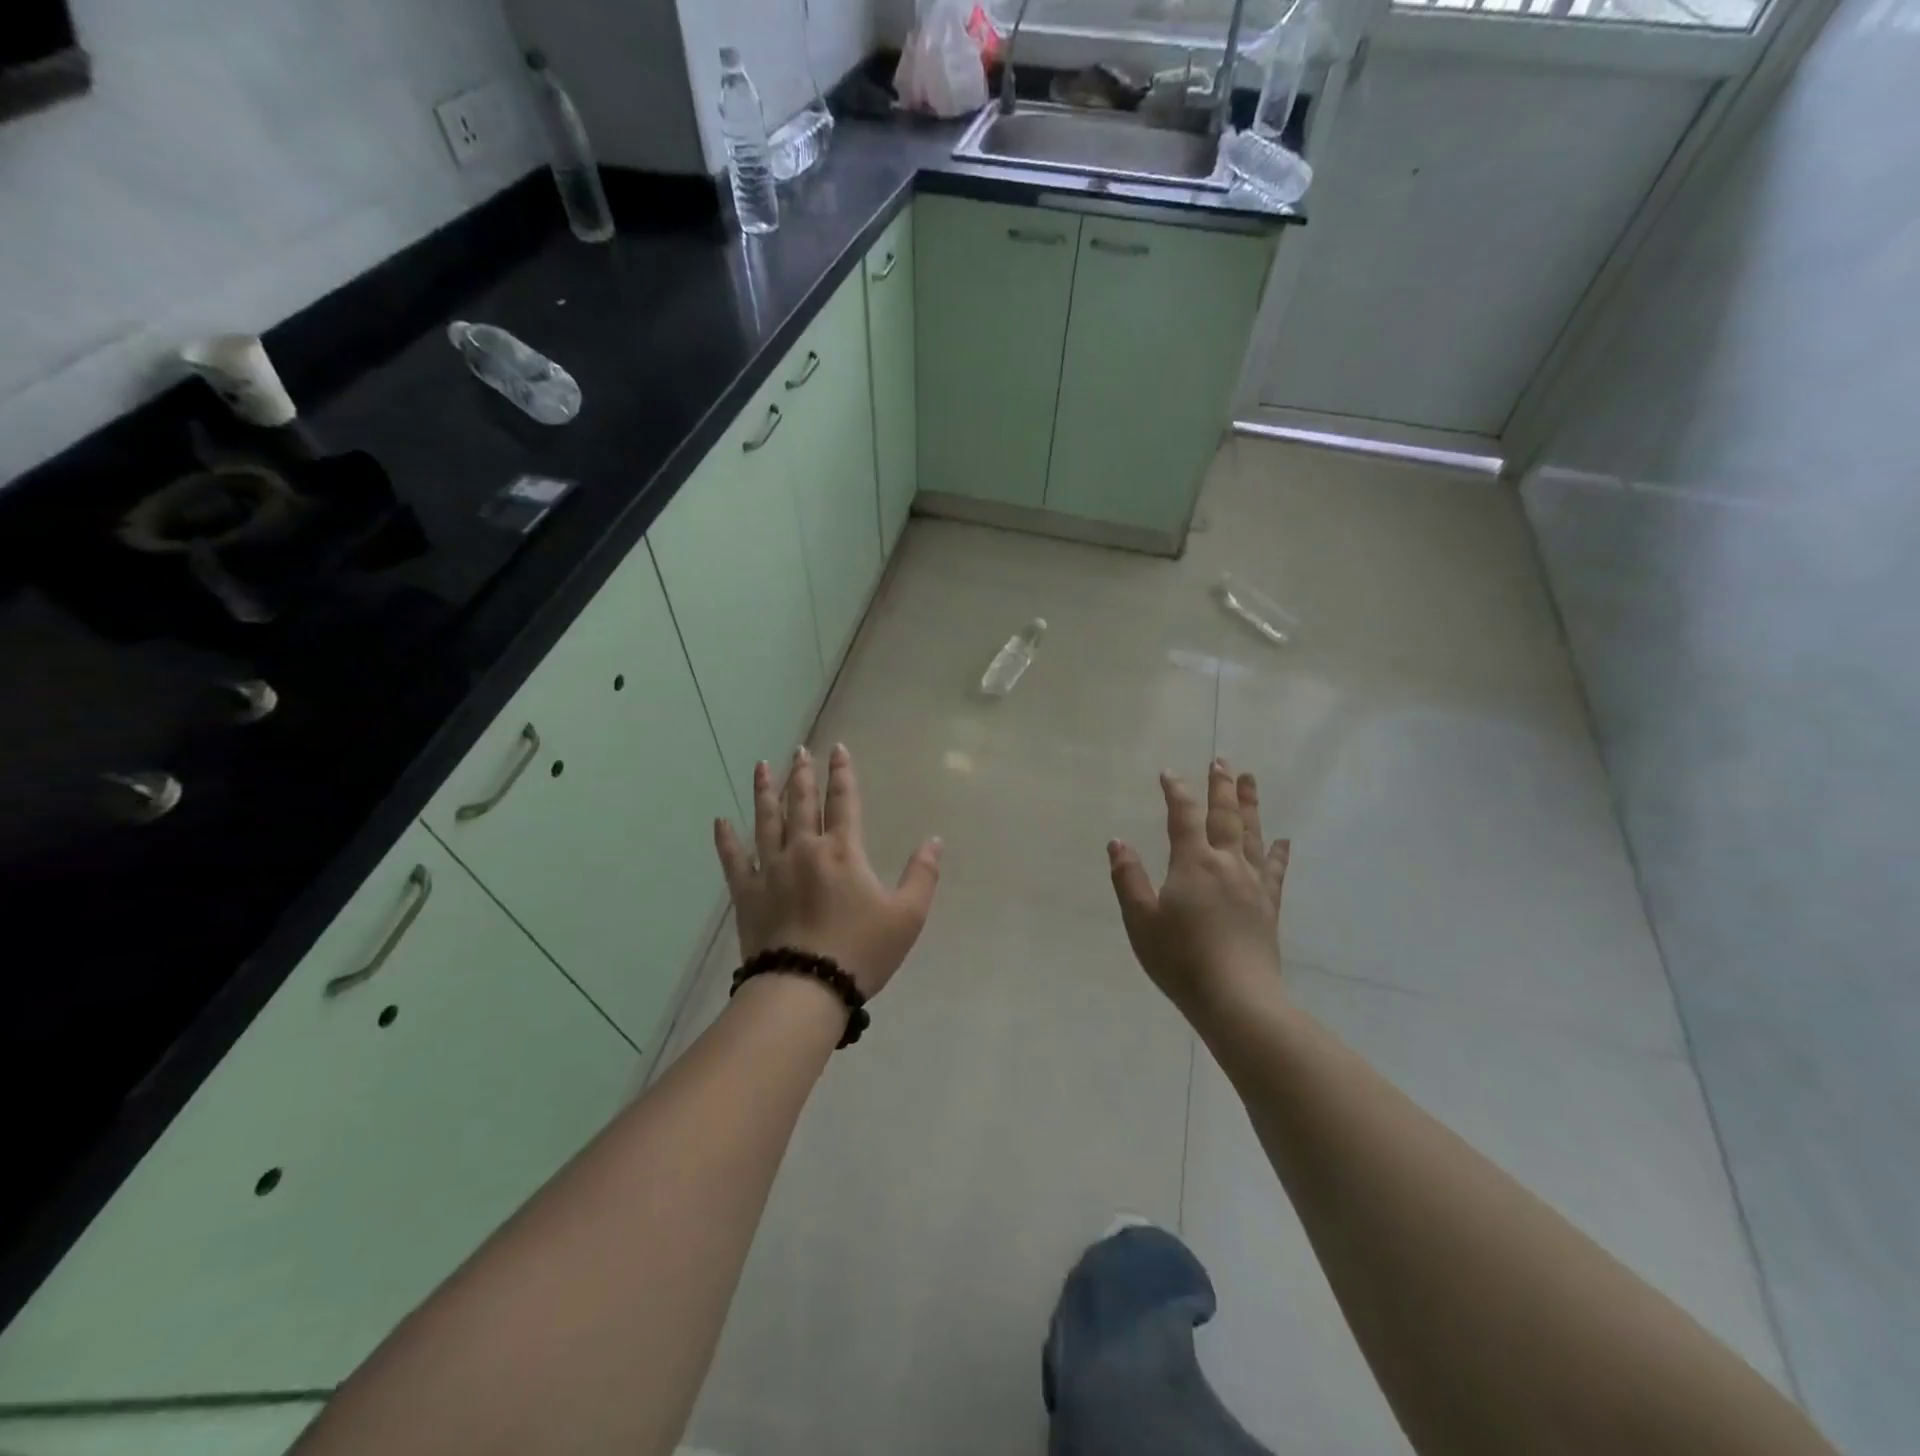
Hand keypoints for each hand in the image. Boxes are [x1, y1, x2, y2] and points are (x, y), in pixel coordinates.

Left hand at [714, 743, 942, 998]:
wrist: (805, 988)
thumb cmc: (860, 950)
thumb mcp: (907, 915)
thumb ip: (923, 875)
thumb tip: (934, 840)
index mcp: (842, 850)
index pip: (843, 800)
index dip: (842, 772)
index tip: (837, 749)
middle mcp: (803, 849)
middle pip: (801, 802)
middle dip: (801, 774)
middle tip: (798, 750)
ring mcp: (770, 869)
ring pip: (766, 820)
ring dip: (765, 792)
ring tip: (762, 766)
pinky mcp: (747, 893)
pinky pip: (733, 859)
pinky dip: (726, 839)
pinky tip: (720, 821)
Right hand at [1108, 759, 1290, 1017]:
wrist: (1237, 998)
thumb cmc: (1180, 959)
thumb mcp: (1141, 920)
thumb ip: (1129, 878)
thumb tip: (1117, 842)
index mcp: (1193, 863)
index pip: (1183, 816)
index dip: (1176, 792)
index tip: (1169, 773)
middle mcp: (1226, 864)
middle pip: (1225, 816)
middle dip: (1221, 787)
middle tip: (1222, 761)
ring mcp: (1252, 884)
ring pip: (1253, 835)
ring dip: (1250, 805)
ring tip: (1250, 781)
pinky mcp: (1269, 907)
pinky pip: (1275, 871)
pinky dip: (1279, 852)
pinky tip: (1284, 841)